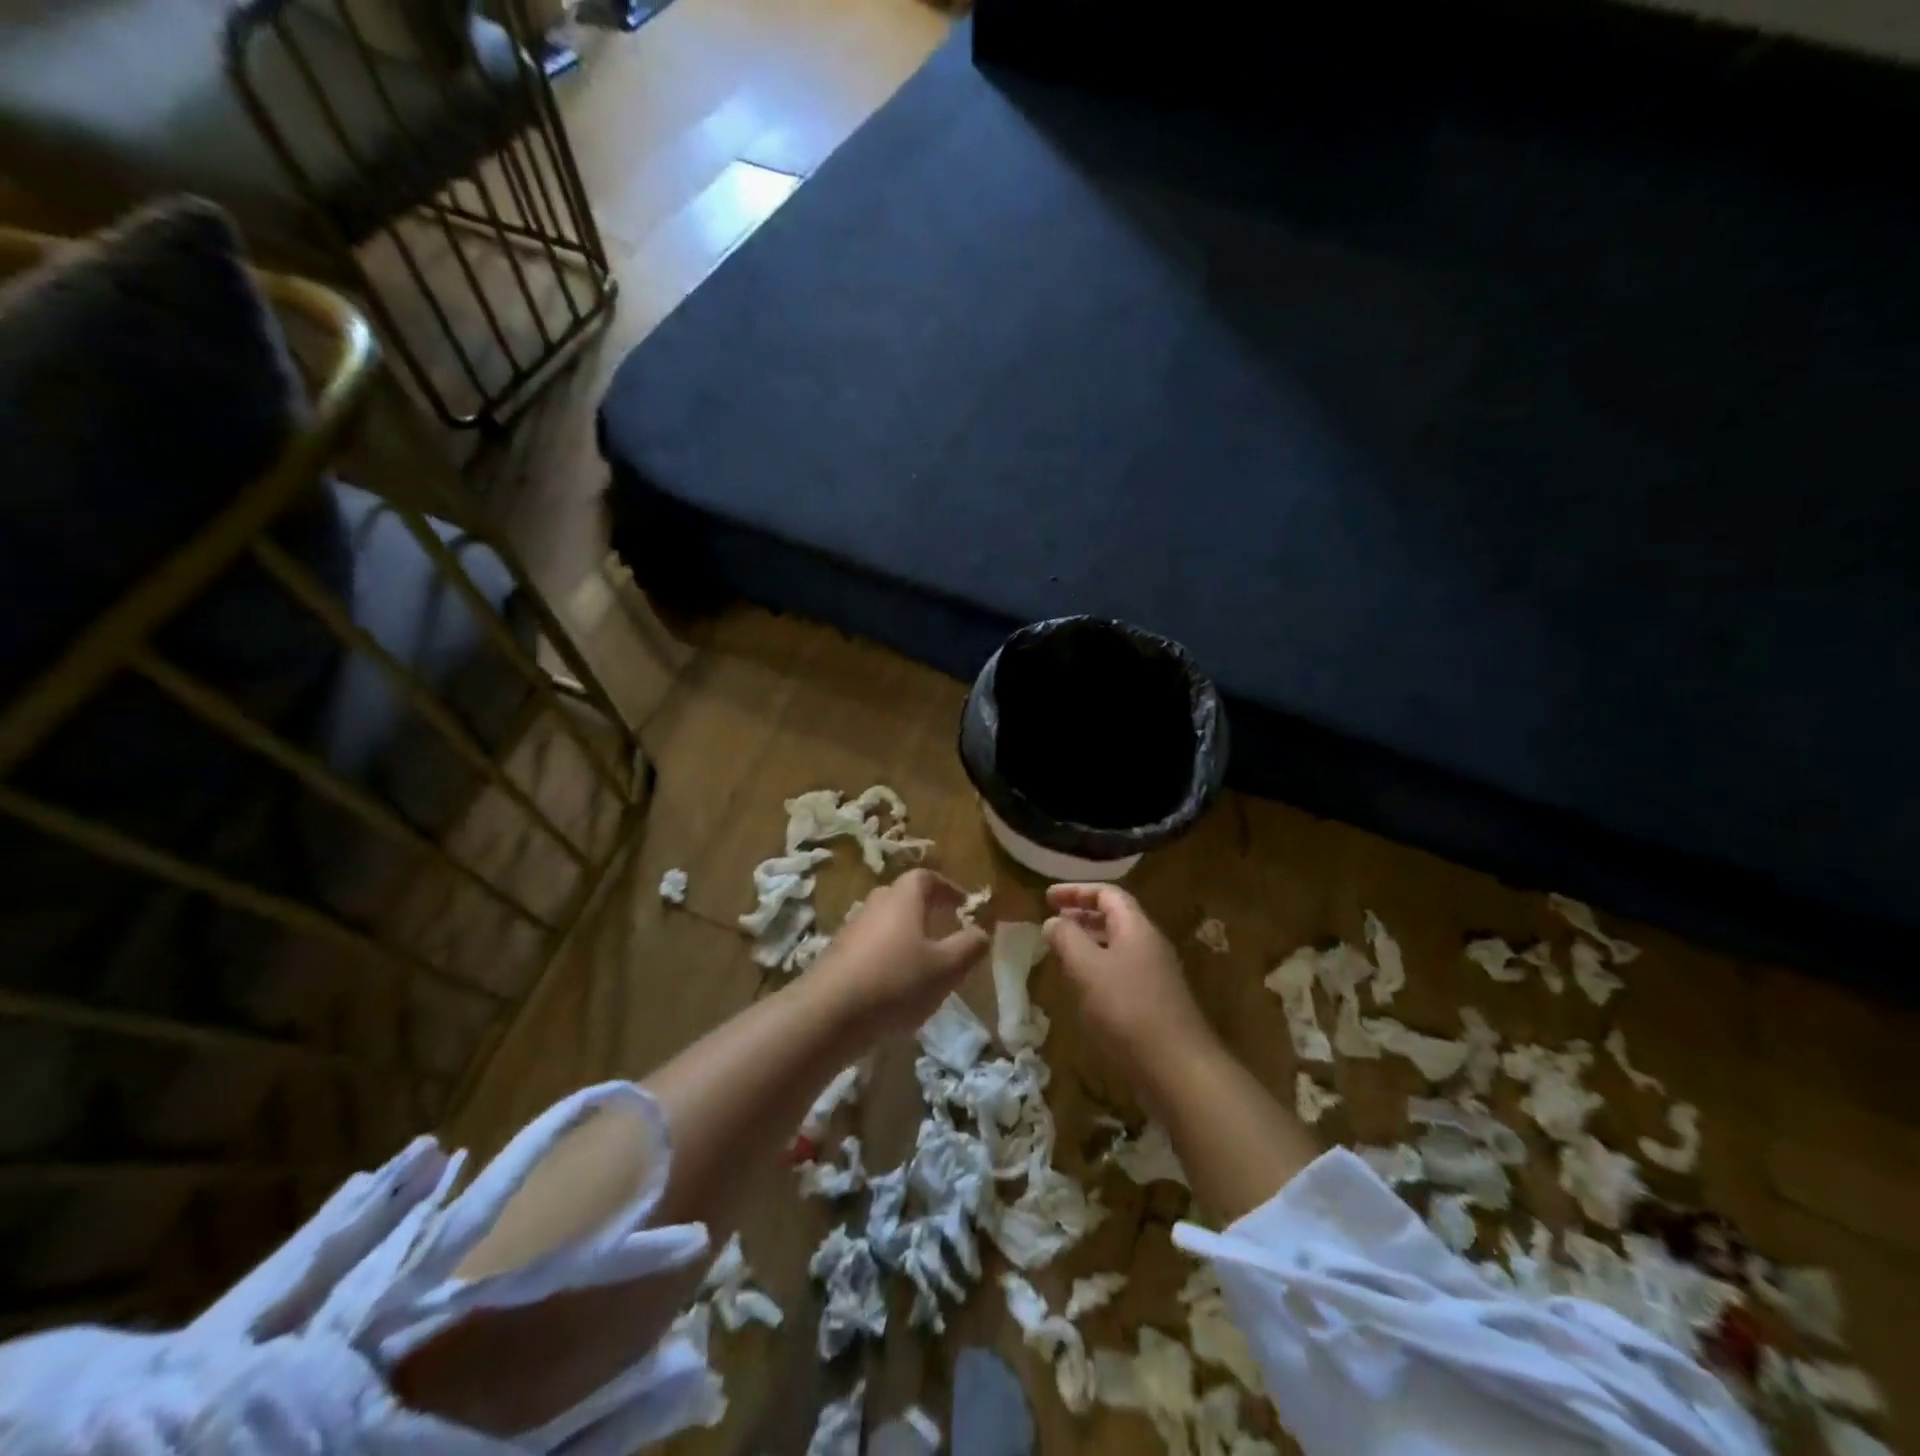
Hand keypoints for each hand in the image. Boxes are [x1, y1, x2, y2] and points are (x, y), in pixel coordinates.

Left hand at [808, 868, 989, 1038]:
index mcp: (903, 899)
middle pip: (901, 897)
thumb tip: (982, 931)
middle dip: (925, 909)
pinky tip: (894, 986)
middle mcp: (875, 905)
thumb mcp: (946, 968)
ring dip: (904, 935)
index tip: (963, 904)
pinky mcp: (836, 957)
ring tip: (922, 962)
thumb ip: (969, 947)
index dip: (947, 887)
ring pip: (884, 923)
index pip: (925, 877)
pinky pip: (869, 947)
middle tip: (944, 928)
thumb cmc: (895, 982)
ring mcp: (851, 931)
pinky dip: (886, 957)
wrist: (828, 1014)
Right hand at [1043, 883, 1214, 1074]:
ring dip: (1088, 940)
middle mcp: (1149, 943)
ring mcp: (1155, 973)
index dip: (1076, 891)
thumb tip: (1052, 921)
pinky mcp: (1154, 1001)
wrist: (1177, 1067)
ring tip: (1061, 949)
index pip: (1107, 893)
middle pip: (1114, 916)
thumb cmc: (1128, 1009)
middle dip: (1081, 913)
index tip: (1047, 897)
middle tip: (1052, 919)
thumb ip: (1067, 939)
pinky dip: (1098, 966)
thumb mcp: (1088, 968)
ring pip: (1117, 944)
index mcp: (1136, 927)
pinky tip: (1083, 986)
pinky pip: (1121, 969)